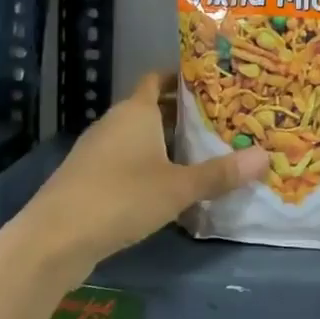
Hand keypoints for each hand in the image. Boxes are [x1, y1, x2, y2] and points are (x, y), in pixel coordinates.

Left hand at [29, 72, 268, 268]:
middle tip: (223, 122)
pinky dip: (149, 166)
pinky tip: (171, 186)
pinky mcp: (89, 179)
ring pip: (139, 137)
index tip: (214, 85)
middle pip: (152, 108)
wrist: (53, 240)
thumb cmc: (120, 198)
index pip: (158, 79)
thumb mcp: (178, 187)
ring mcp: (98, 152)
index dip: (183, 78)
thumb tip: (266, 157)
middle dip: (183, 114)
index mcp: (135, 112)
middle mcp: (115, 123)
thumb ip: (221, 173)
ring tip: (204, 153)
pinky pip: (127, 161)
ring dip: (166, 143)